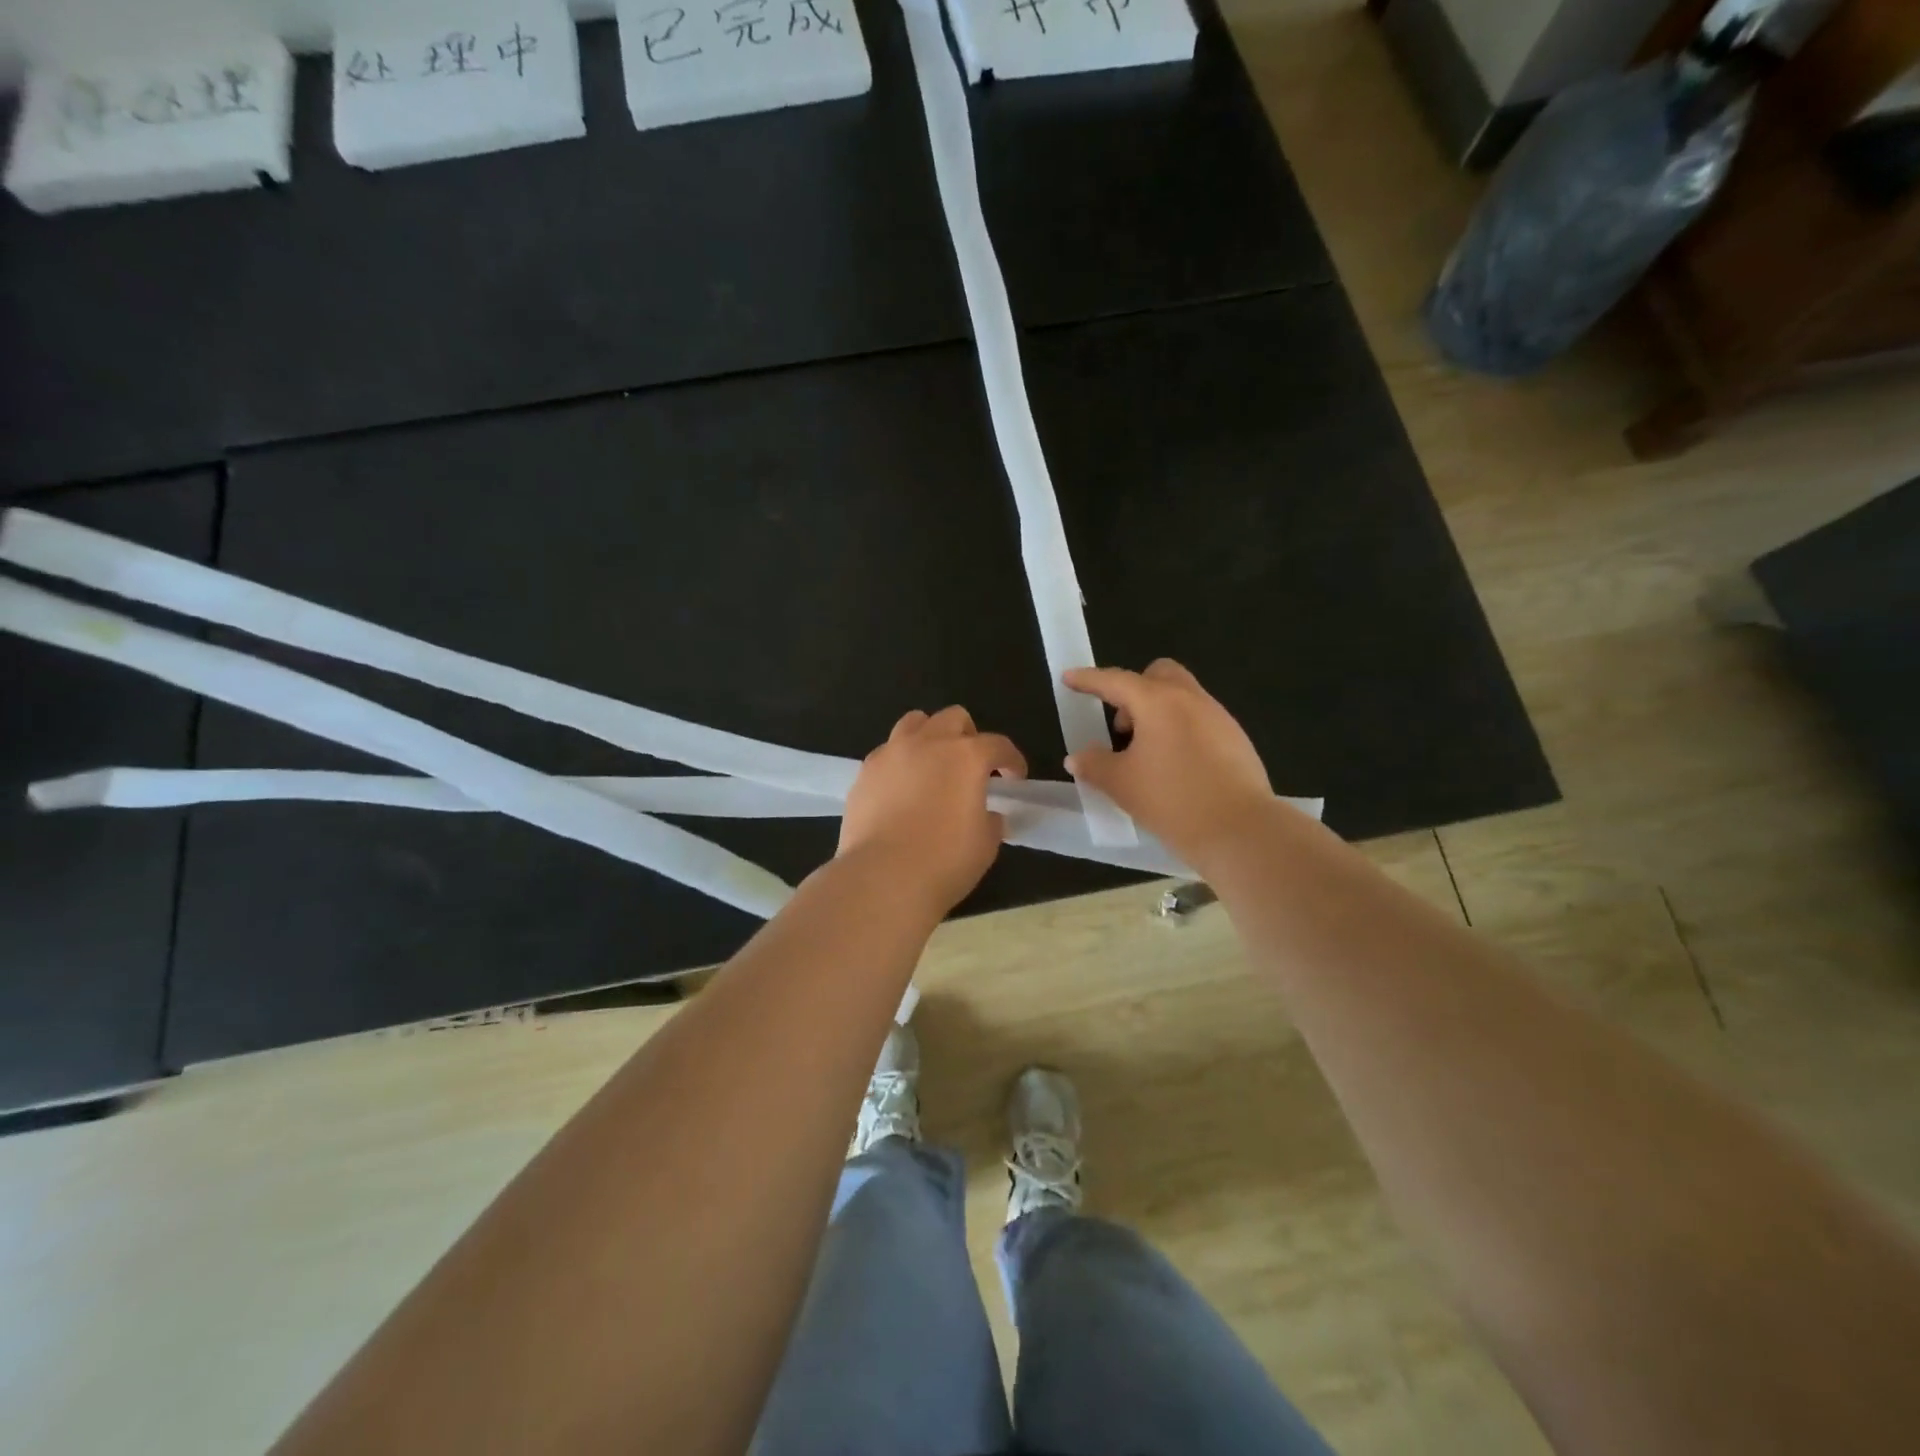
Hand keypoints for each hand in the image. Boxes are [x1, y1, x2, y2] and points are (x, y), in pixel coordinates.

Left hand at [839, 705, 1026, 915]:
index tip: (1015, 778)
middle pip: (954, 719)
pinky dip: (900, 762)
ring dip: (930, 737)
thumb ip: (990, 820)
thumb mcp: (985, 844)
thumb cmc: (944, 861)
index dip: (1012, 761)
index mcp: (967, 756)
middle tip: (971, 768)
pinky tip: (902, 789)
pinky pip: (887, 752)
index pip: (999, 745)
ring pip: (914, 723)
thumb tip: (986, 814)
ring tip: (932, 766)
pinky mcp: (865, 772)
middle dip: (969, 737)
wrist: (882, 877)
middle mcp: (929, 743)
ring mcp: (892, 753)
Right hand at [1063, 659, 1273, 870]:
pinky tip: (1175, 769)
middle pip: (1159, 675)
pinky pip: (1201, 722)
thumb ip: (1094, 765)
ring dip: (1158, 714)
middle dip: (1134, 690)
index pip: (1115, 681)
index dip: (1088, 680)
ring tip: (1146, 755)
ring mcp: (1219, 718)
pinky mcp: (1237, 741)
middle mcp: (1191, 700)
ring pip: (1183, 699)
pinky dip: (1180, 732)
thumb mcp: (1121, 784)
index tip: (1069, 678)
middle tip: (1121, 727)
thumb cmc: (1172, 800)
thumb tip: (1077, 758)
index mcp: (1158, 702)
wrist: (1240, 831)